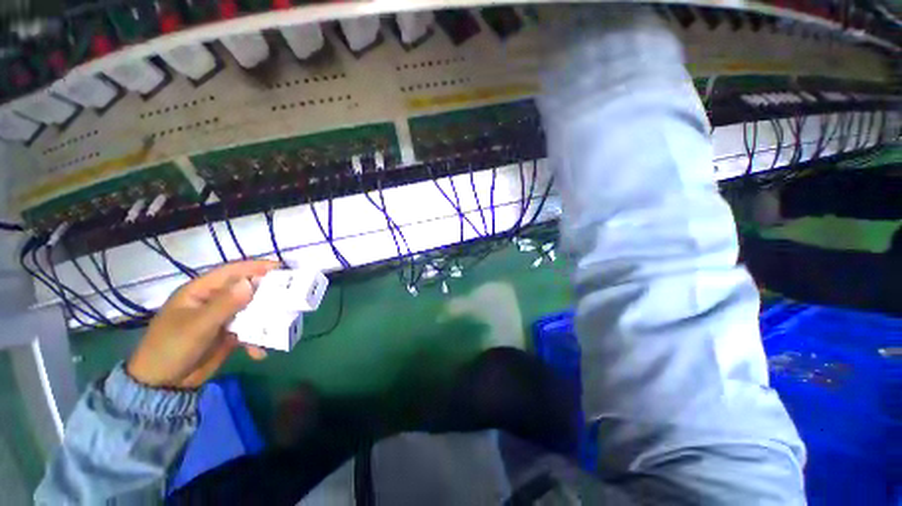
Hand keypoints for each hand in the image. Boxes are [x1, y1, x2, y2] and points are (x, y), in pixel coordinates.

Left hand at [127, 260, 277, 388]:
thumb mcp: (197, 326)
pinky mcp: (230, 333)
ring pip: (253, 310)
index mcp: (201, 291)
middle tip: (291, 297)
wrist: (163, 385)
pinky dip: (258, 339)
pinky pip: (251, 330)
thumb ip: (224, 305)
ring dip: (266, 319)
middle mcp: (215, 301)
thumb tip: (250, 283)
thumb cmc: (171, 349)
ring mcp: (223, 317)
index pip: (232, 272)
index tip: (282, 268)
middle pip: (247, 290)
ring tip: (280, 326)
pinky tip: (259, 352)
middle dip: (268, 293)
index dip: (256, 267)